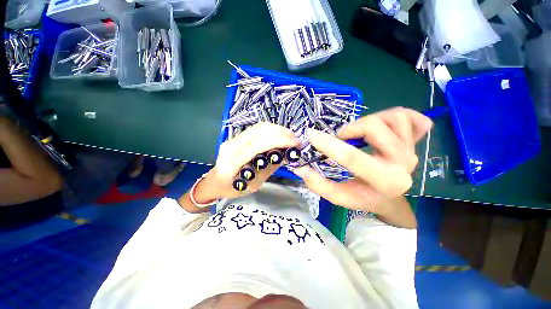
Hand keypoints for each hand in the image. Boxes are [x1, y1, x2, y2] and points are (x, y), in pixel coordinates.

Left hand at [198, 122, 299, 200]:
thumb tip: (286, 155)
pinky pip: (256, 129)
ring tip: (290, 137)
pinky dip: (271, 130)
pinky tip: (280, 135)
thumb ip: (269, 168)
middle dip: (281, 133)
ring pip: (258, 127)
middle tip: (296, 139)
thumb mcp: (253, 184)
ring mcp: (232, 138)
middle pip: (259, 131)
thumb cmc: (232, 189)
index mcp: (232, 162)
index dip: (278, 140)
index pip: (257, 145)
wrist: (215, 181)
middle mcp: (231, 145)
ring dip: (277, 129)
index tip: (295, 143)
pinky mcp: (237, 136)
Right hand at [292, 107, 431, 213]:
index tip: (310, 134)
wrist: (389, 197)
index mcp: (384, 182)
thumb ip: (317, 184)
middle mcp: (404, 164)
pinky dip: (398, 116)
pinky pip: (413, 118)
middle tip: (341, 138)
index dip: (328, 144)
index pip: (353, 158)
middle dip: (349, 130)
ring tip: (360, 134)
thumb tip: (299, 167)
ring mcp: (413, 150)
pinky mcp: (417, 142)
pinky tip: (386, 127)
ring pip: (394, 117)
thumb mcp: (338, 196)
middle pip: (374, 128)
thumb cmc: (362, 197)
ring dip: (371, 120)